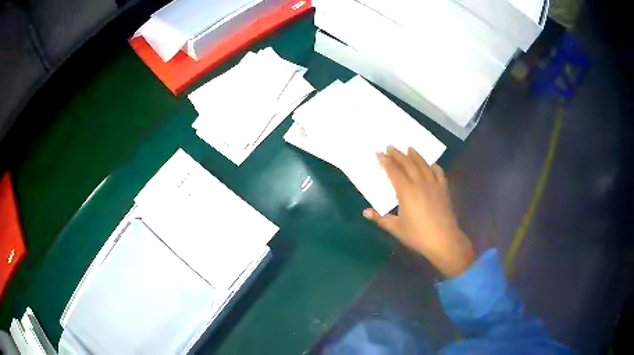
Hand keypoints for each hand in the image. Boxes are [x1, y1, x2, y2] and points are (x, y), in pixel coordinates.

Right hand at [363, 146, 474, 276]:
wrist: (443, 240)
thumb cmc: (417, 235)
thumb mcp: (396, 228)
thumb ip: (380, 218)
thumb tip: (365, 212)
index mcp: (406, 191)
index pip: (394, 171)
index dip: (386, 162)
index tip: (379, 153)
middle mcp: (420, 183)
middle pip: (408, 164)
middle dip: (398, 154)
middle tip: (391, 146)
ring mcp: (433, 184)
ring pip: (423, 165)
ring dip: (415, 155)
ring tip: (409, 148)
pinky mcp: (444, 189)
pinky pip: (439, 173)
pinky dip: (434, 166)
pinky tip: (431, 164)